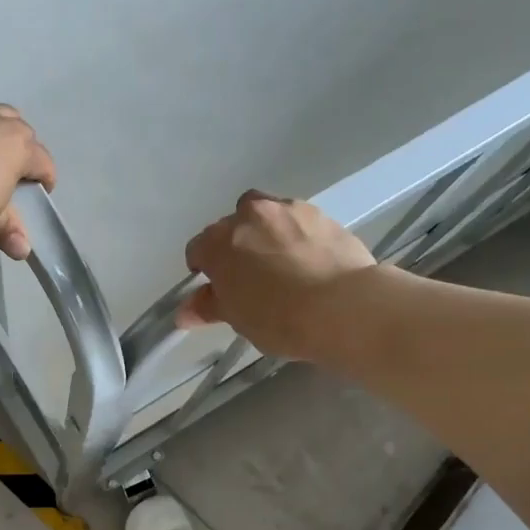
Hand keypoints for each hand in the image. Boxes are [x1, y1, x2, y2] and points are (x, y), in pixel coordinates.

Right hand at [178, 190, 376, 360]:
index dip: (204, 269)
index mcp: (219, 242)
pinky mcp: (321, 214)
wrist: (344, 307)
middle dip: (235, 246)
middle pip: (231, 226)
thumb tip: (185, 311)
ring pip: (266, 215)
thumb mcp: (238, 318)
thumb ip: (209, 307)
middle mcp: (249, 215)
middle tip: (249, 276)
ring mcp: (287, 210)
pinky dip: (295, 235)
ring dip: (265, 232)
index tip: (217, 288)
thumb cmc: (279, 318)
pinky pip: (298, 221)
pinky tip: (308, 259)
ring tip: (280, 262)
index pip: (198, 249)